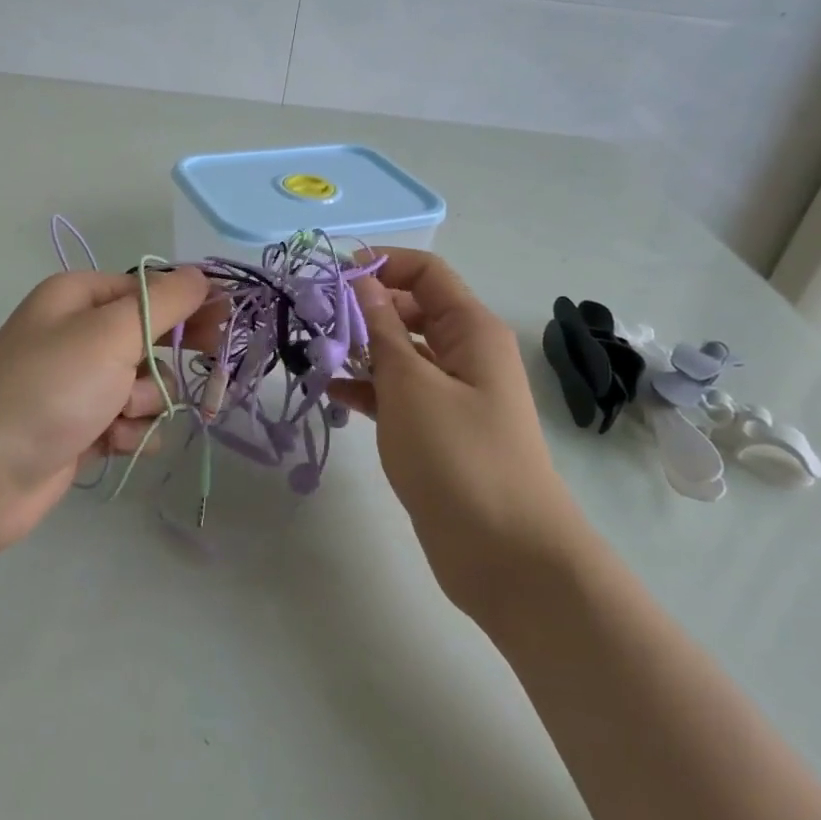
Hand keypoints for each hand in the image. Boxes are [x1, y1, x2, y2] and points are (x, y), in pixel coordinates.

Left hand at [0, 267, 211, 556]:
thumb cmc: (48, 388)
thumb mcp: (110, 333)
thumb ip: (163, 302)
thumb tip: (202, 276)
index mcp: (81, 297)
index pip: (153, 288)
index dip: (192, 304)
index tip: (227, 324)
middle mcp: (81, 334)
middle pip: (153, 336)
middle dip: (170, 359)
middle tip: (208, 371)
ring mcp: (82, 383)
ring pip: (148, 385)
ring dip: (145, 403)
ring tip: (118, 416)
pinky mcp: (84, 426)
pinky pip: (131, 421)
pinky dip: (129, 432)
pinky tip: (109, 443)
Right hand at [326, 249, 587, 612]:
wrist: (506, 555)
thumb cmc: (459, 456)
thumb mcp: (411, 385)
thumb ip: (381, 330)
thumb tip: (360, 282)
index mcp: (470, 330)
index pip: (426, 273)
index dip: (381, 264)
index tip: (332, 277)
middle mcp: (465, 353)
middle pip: (410, 309)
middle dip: (363, 308)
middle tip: (314, 319)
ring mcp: (452, 393)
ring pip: (400, 353)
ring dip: (360, 350)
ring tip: (313, 355)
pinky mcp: (437, 429)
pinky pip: (397, 393)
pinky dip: (367, 388)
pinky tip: (331, 393)